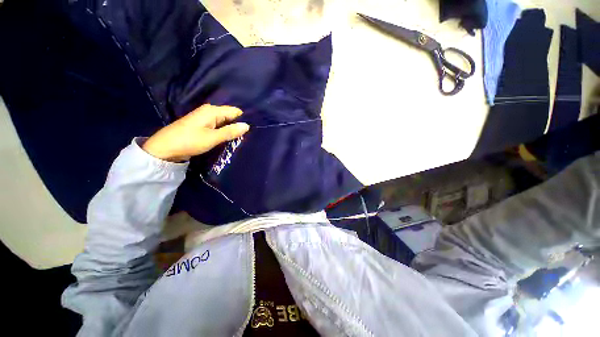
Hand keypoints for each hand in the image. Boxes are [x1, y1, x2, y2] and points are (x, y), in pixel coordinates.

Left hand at [142, 104, 249, 161]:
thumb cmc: (189, 141)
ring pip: (225, 122)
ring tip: (240, 139)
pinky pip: (218, 126)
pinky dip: (224, 132)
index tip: (251, 131)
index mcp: (212, 111)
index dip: (243, 120)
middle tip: (246, 137)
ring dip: (231, 130)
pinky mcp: (202, 126)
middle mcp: (209, 111)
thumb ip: (230, 132)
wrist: (165, 148)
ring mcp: (205, 118)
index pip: (235, 111)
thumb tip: (247, 126)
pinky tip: (229, 139)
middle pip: (230, 116)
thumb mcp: (213, 138)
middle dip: (238, 126)